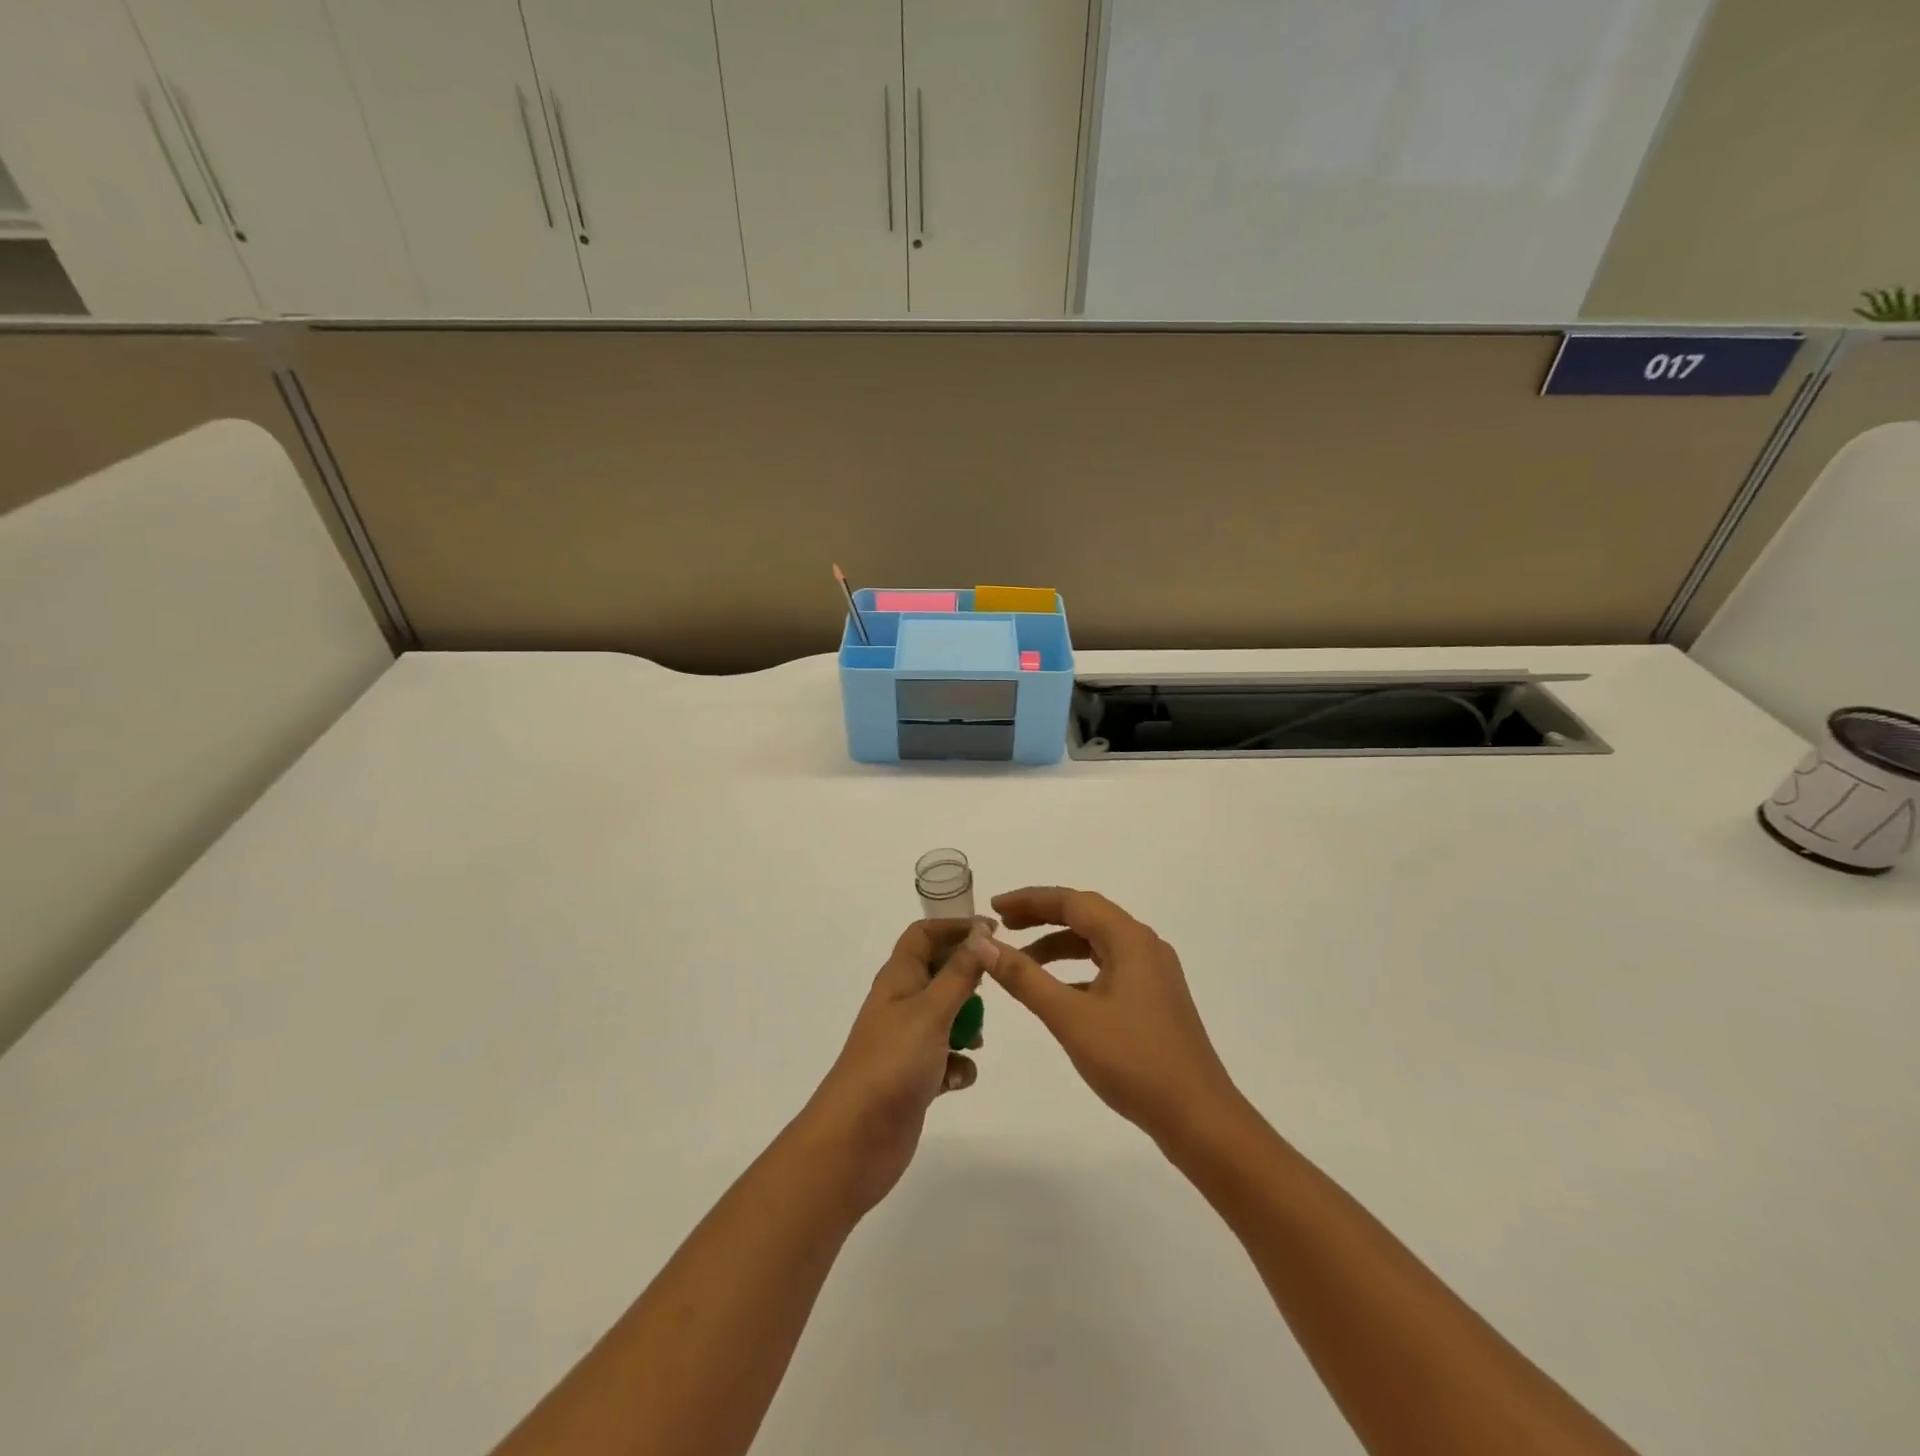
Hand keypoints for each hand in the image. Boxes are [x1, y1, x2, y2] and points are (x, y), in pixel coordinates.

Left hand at [802, 918, 992, 1216]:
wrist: (855, 1140)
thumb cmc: (892, 1064)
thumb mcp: (931, 1011)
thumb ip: (960, 973)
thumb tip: (981, 932)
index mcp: (898, 978)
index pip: (923, 934)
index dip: (955, 927)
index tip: (992, 932)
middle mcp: (901, 1004)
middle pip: (939, 972)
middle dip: (968, 980)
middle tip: (995, 989)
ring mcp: (906, 1042)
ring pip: (946, 1017)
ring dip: (967, 1025)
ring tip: (976, 1042)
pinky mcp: (915, 1077)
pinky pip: (946, 1059)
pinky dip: (958, 1065)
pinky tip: (957, 1080)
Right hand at [985, 887, 1239, 1145]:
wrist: (1198, 1117)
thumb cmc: (1133, 1060)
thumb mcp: (1069, 1017)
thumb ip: (1024, 977)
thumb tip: (983, 943)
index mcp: (1129, 939)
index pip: (1072, 901)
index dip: (1029, 900)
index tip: (994, 908)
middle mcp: (1144, 945)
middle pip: (1086, 915)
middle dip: (1042, 917)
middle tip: (1002, 927)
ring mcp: (1153, 972)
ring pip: (1098, 943)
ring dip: (1059, 945)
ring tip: (1021, 961)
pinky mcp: (1155, 998)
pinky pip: (1109, 967)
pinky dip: (1077, 970)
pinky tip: (1057, 993)